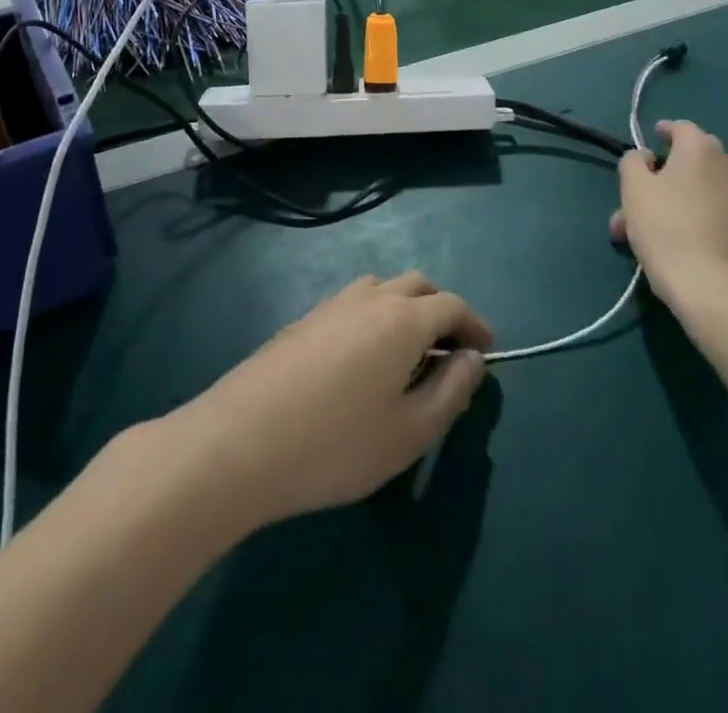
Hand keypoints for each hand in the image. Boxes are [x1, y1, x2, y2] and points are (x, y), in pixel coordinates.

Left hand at [169, 272, 492, 529]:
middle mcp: (369, 298)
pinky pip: (352, 303)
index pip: (451, 304)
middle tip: (451, 348)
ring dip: (405, 307)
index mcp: (402, 319)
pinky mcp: (302, 320)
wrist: (240, 442)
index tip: (487, 350)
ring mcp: (331, 305)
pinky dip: (374, 315)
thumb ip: (450, 392)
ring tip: (409, 350)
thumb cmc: (336, 444)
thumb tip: (473, 359)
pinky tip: (362, 357)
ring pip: (381, 288)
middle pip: (417, 285)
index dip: (475, 324)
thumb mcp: (409, 433)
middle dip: (442, 308)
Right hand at [611, 120, 727, 311]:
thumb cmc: (668, 233)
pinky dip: (723, 227)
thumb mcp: (634, 192)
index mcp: (702, 151)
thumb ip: (634, 163)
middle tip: (650, 209)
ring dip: (700, 204)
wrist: (721, 294)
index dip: (664, 133)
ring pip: (721, 195)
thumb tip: (646, 157)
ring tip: (678, 236)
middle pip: (701, 165)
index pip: (681, 128)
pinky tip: (709, 251)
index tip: (652, 145)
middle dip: (674, 180)